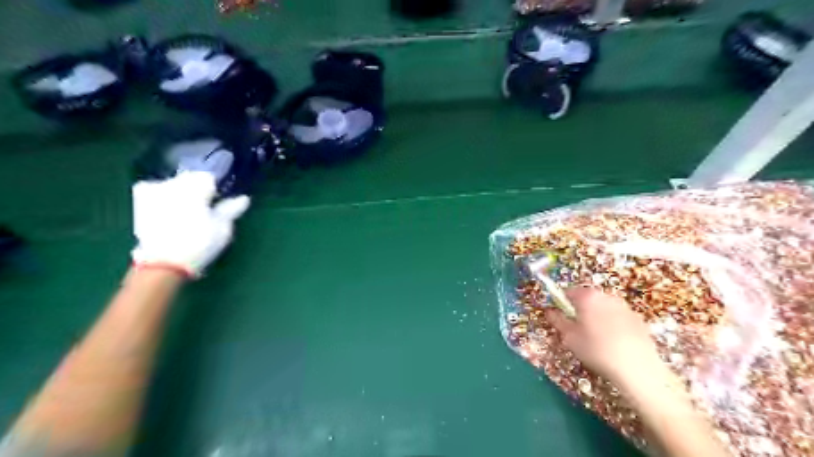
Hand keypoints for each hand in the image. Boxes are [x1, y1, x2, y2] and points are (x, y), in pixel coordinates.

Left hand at [130, 171, 250, 275]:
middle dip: (200, 188)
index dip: (218, 189)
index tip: (221, 201)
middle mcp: (173, 183)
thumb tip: (244, 198)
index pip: (210, 178)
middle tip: (207, 207)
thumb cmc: (199, 243)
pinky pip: (158, 190)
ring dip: (184, 192)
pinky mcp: (141, 202)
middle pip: (191, 178)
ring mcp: (154, 191)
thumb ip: (232, 209)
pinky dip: (167, 196)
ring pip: (175, 183)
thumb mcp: (223, 227)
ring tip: (190, 211)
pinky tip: (172, 209)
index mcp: (195, 187)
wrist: (162, 264)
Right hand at [546, 288, 659, 387]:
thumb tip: (549, 311)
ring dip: (597, 316)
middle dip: (580, 309)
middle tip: (576, 329)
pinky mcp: (638, 320)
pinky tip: (613, 343)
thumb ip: (557, 320)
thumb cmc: (596, 350)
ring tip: (596, 338)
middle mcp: (607, 296)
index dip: (561, 303)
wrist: (637, 369)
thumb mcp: (569, 337)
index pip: (568, 292)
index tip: (560, 316)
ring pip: (604, 307)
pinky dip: (613, 325)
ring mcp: (625, 307)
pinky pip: (618, 317)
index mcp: (588, 297)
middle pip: (588, 298)